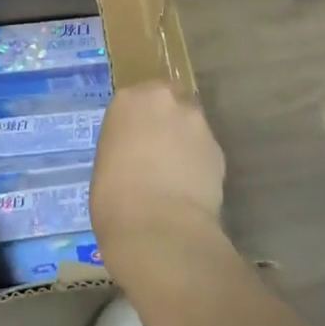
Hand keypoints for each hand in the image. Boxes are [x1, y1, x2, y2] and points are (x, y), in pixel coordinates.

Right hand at [92, 81, 226, 272]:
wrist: (158, 229)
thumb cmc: (113, 198)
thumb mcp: (106, 162)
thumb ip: (125, 145)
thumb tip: (137, 154)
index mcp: (128, 101)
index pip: (137, 96)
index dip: (138, 118)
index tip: (135, 138)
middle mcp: (164, 101)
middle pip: (170, 100)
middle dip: (167, 119)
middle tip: (159, 149)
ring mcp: (196, 123)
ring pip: (191, 124)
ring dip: (185, 140)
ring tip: (177, 172)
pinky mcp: (218, 149)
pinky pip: (205, 149)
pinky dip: (199, 162)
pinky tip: (191, 187)